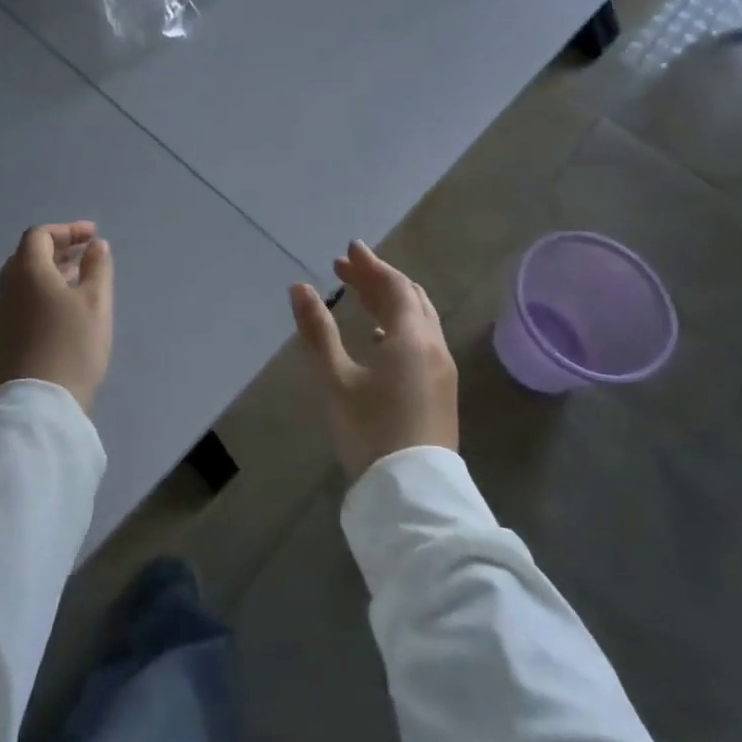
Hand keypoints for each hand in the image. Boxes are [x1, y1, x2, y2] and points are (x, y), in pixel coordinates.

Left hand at [0, 222, 114, 410]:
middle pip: (27, 256)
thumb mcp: (96, 303)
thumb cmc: (72, 345)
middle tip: (85, 255)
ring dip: (49, 274)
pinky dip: (39, 295)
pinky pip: (19, 303)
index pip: (39, 236)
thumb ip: (97, 267)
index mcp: (27, 272)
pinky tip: (60, 312)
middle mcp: (6, 288)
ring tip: (77, 282)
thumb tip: (96, 245)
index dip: (66, 230)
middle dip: (57, 250)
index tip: (92, 236)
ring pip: (22, 282)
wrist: (38, 405)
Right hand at [290, 241, 457, 477]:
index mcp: (410, 338)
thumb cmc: (370, 431)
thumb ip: (317, 330)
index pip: (394, 286)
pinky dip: (402, 324)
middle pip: (410, 298)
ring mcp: (442, 370)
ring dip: (392, 301)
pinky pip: (424, 340)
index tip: (349, 249)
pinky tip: (381, 338)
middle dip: (379, 279)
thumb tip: (300, 287)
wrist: (413, 493)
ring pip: (421, 319)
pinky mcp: (442, 390)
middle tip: (347, 269)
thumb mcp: (335, 379)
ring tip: (362, 296)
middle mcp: (433, 346)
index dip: (371, 264)